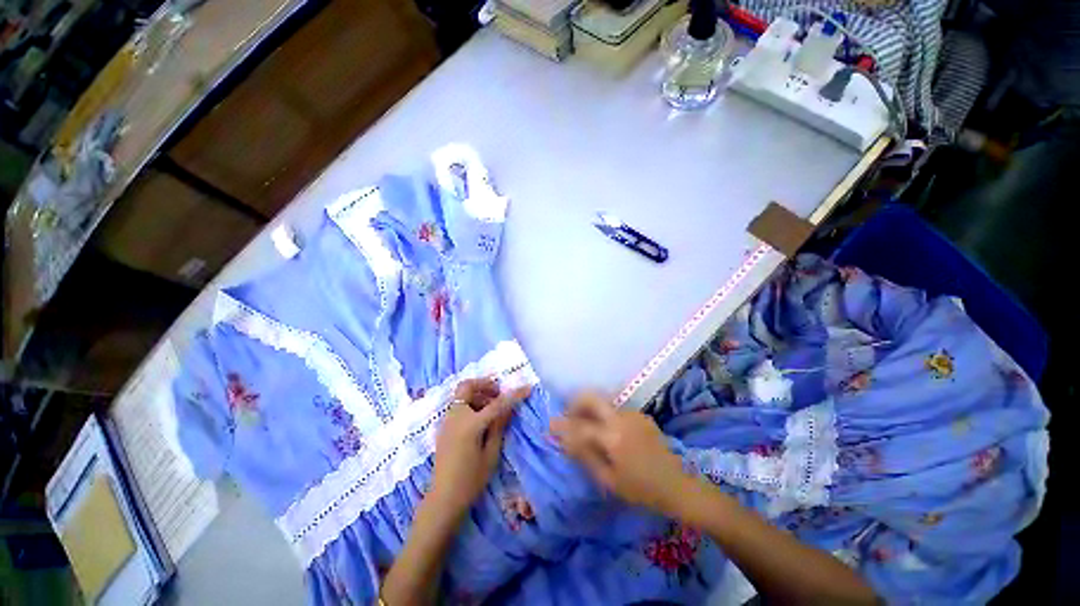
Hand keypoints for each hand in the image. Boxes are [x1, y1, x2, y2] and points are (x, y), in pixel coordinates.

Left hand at [429, 378, 531, 515]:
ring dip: (478, 393)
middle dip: (484, 384)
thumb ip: (499, 426)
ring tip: (492, 407)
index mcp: (470, 424)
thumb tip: (509, 407)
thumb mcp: (491, 454)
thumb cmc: (470, 480)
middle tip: (498, 393)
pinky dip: (470, 403)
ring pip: (461, 394)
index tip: (527, 388)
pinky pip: (458, 405)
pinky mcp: (444, 427)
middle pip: (467, 386)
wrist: (443, 499)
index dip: (514, 394)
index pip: (497, 403)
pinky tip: (480, 418)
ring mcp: (447, 420)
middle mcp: (456, 416)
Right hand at [550, 393, 690, 514]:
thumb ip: (584, 456)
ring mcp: (633, 414)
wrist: (676, 486)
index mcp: (613, 436)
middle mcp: (622, 418)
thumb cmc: (640, 489)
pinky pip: (616, 410)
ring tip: (585, 424)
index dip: (563, 425)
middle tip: (568, 416)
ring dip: (590, 409)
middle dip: (575, 402)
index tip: (550, 425)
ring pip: (604, 402)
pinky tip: (606, 431)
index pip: (580, 426)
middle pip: (592, 397)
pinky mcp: (641, 415)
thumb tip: (565, 440)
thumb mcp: (608, 479)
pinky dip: (605, 415)